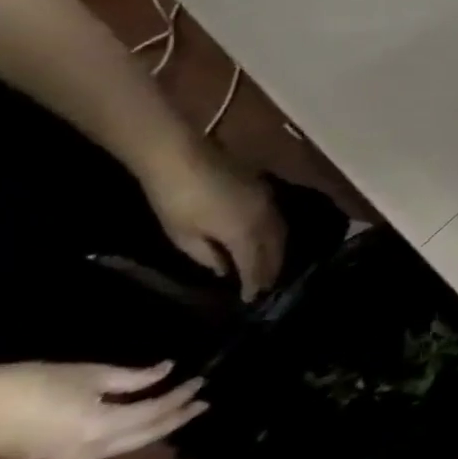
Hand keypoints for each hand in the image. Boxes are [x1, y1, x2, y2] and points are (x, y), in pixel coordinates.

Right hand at [0, 362, 206, 458]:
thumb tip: (166, 371)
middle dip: (175, 420)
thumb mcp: (90, 375)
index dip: (181, 396)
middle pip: (144, 436)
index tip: (202, 381)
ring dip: (155, 429)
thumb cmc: (30, 385)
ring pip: (126, 446)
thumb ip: (133, 377)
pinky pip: (105, 449)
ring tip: (180, 411)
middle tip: (202, 404)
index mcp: (100, 428)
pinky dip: (130, 435)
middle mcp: (88, 452)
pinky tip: (142, 422)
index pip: (155, 411)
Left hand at [142, 144, 285, 299]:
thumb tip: (225, 269)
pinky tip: (269, 240)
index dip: (256, 284)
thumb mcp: (183, 236)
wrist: (182, 157)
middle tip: (267, 288)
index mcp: (245, 233)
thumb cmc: (175, 200)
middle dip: (272, 270)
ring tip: (271, 267)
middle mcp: (266, 220)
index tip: (254, 300)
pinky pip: (278, 221)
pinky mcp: (266, 192)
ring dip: (278, 252)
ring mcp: (269, 203)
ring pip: (281, 234)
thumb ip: (208, 256)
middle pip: (276, 250)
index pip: (257, 265)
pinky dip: (276, 236)